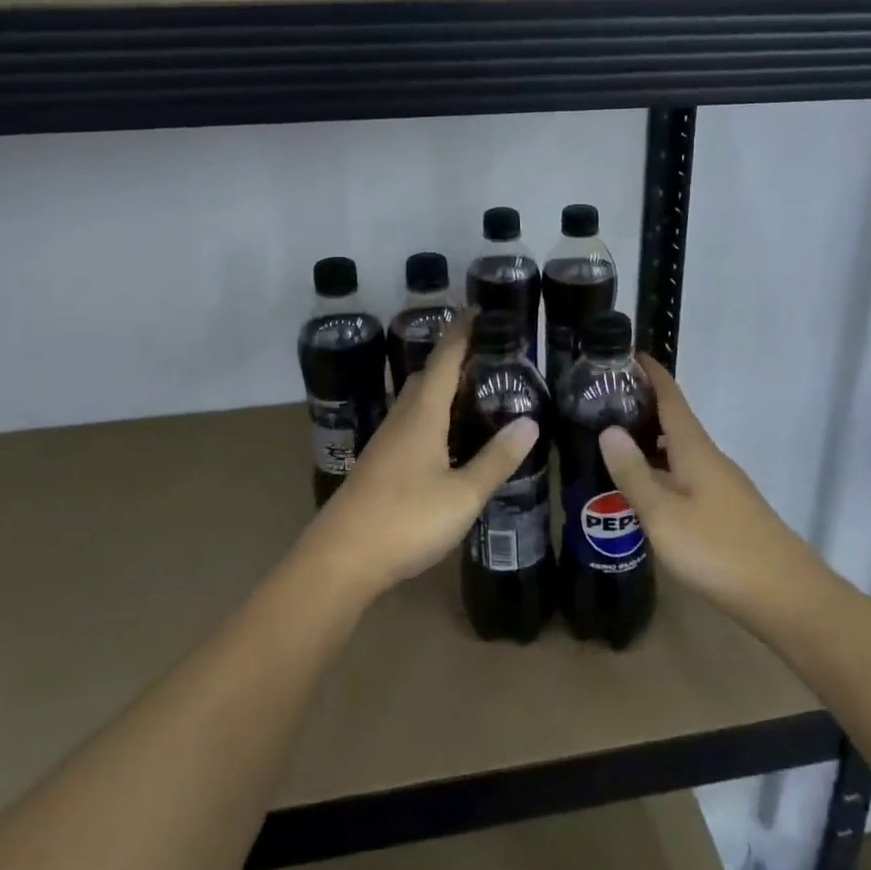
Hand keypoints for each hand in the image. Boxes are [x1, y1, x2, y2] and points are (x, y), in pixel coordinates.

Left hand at [298, 311, 538, 604]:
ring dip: (441, 387)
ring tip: (473, 392)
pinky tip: (446, 438)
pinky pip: (410, 423)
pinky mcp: (378, 464)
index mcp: (422, 414)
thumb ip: (496, 459)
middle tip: (488, 355)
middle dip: (453, 358)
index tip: (478, 309)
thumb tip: (530, 422)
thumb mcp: (462, 495)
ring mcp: (385, 442)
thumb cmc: (405, 520)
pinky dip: (432, 414)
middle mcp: (401, 419)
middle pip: (427, 376)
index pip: (444, 359)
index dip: (460, 332)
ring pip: (416, 400)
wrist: (340, 560)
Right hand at [598, 354, 818, 626]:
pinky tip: (648, 490)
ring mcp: (722, 485)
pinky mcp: (727, 511)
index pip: (671, 396)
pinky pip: (687, 475)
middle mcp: (710, 459)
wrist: (788, 597)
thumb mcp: (663, 515)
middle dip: (643, 407)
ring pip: (680, 451)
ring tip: (615, 444)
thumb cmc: (719, 550)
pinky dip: (663, 469)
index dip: (651, 373)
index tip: (626, 353)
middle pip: (675, 422)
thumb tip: (609, 428)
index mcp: (695, 449)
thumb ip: (634, 474)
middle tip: (602, 404)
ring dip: (651, 441)